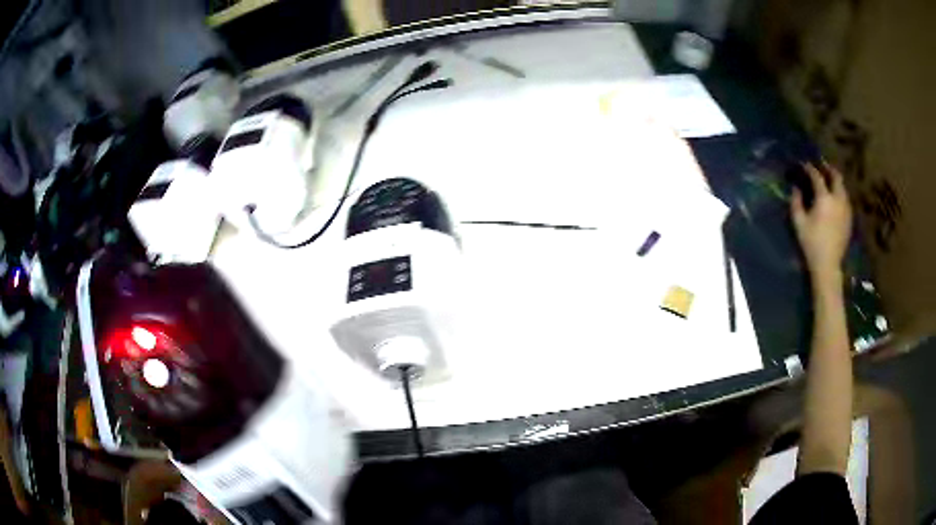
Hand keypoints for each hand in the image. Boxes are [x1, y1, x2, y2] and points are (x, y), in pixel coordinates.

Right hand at [791, 162, 851, 279]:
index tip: (804, 164)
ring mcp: (846, 209)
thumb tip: (796, 188)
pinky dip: (840, 193)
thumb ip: (796, 202)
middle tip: (821, 165)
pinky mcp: (849, 218)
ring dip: (835, 181)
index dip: (810, 168)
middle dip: (828, 169)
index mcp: (824, 198)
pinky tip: (835, 198)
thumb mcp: (799, 223)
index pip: (817, 176)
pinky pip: (845, 199)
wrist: (828, 265)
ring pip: (843, 187)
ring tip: (829, 180)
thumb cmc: (811, 244)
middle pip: (836, 177)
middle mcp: (838, 199)